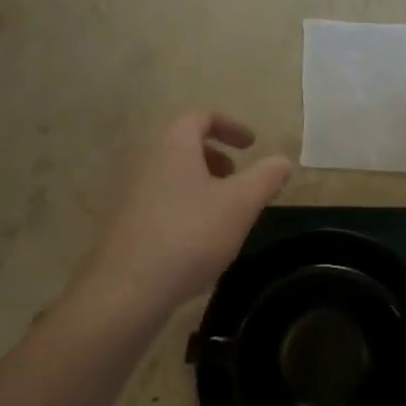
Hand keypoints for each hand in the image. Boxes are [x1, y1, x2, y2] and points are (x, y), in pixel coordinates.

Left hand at [74, 111, 291, 320]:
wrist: (127, 288)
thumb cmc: (190, 235)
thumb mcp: (241, 204)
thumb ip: (266, 177)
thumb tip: (282, 161)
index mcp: (173, 144)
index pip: (201, 116)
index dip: (230, 126)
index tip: (252, 145)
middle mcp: (146, 158)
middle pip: (183, 143)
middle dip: (215, 155)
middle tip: (237, 177)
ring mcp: (129, 190)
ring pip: (171, 172)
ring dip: (200, 181)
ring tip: (222, 210)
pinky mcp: (123, 220)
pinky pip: (159, 197)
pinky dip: (183, 203)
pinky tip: (197, 237)